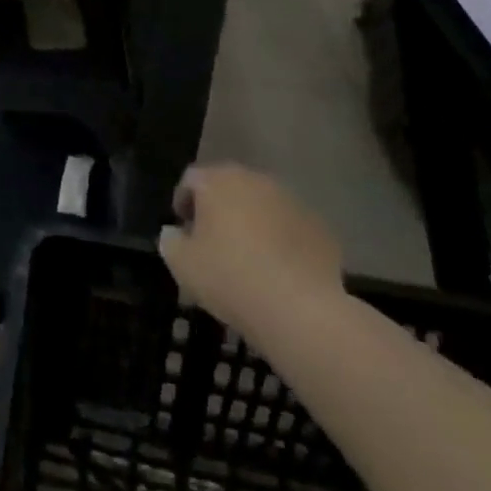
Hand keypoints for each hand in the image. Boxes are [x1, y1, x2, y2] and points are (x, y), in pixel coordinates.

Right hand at [159, 165, 343, 334]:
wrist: (301, 310)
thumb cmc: (230, 277)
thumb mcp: (181, 263)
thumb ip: (170, 240)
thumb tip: (174, 232)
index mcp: (218, 181)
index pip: (191, 179)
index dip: (183, 202)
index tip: (184, 229)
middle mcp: (255, 180)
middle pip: (230, 187)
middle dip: (219, 209)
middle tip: (214, 242)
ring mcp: (292, 202)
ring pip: (262, 205)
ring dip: (252, 222)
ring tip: (249, 258)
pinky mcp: (320, 228)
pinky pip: (290, 227)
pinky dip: (282, 240)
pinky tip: (279, 271)